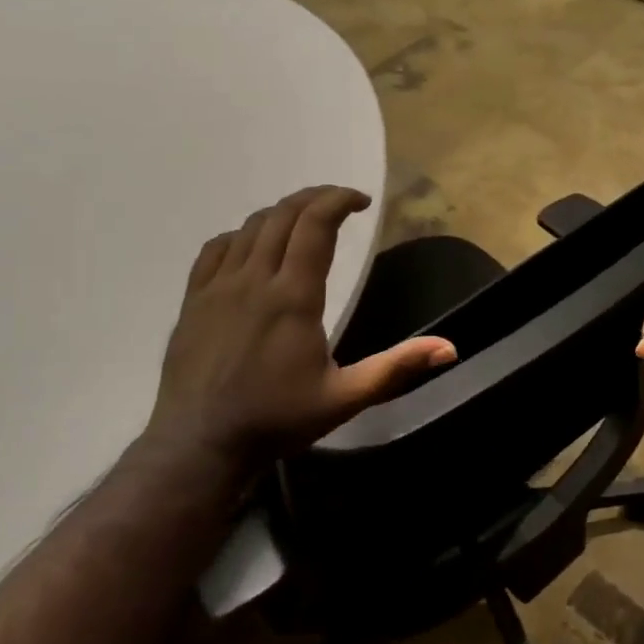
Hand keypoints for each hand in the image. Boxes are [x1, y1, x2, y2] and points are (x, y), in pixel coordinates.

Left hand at [143, 186, 455, 464]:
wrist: (199, 445)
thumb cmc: (277, 420)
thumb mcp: (345, 397)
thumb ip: (396, 367)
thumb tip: (449, 349)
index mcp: (293, 296)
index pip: (315, 225)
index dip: (339, 200)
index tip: (362, 201)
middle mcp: (254, 279)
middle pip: (284, 215)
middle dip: (315, 198)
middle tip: (340, 203)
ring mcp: (218, 287)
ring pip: (250, 227)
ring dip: (282, 213)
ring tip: (304, 221)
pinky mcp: (194, 300)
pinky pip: (216, 248)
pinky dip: (242, 234)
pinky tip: (253, 245)